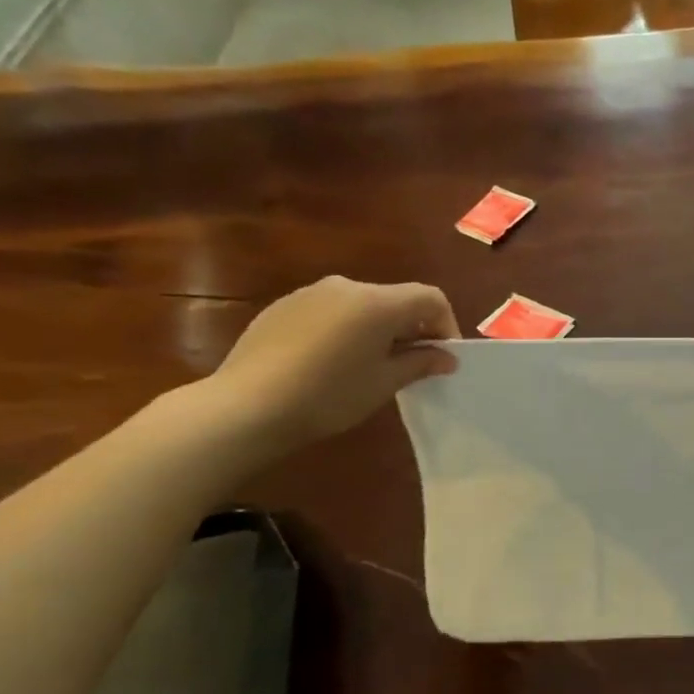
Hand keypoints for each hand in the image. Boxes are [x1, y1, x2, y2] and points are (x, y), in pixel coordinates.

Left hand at [206, 277, 458, 455]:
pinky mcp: (283, 306)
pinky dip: (345, 329)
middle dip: (411, 328)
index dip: (446, 325)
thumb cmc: (329, 395)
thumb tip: (446, 357)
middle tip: (410, 364)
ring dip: (378, 328)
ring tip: (369, 364)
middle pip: (395, 299)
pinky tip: (330, 362)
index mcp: (378, 302)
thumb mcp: (385, 383)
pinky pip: (330, 311)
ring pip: (362, 305)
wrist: (246, 406)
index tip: (442, 357)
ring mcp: (310, 293)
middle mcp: (346, 286)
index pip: (430, 298)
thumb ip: (421, 363)